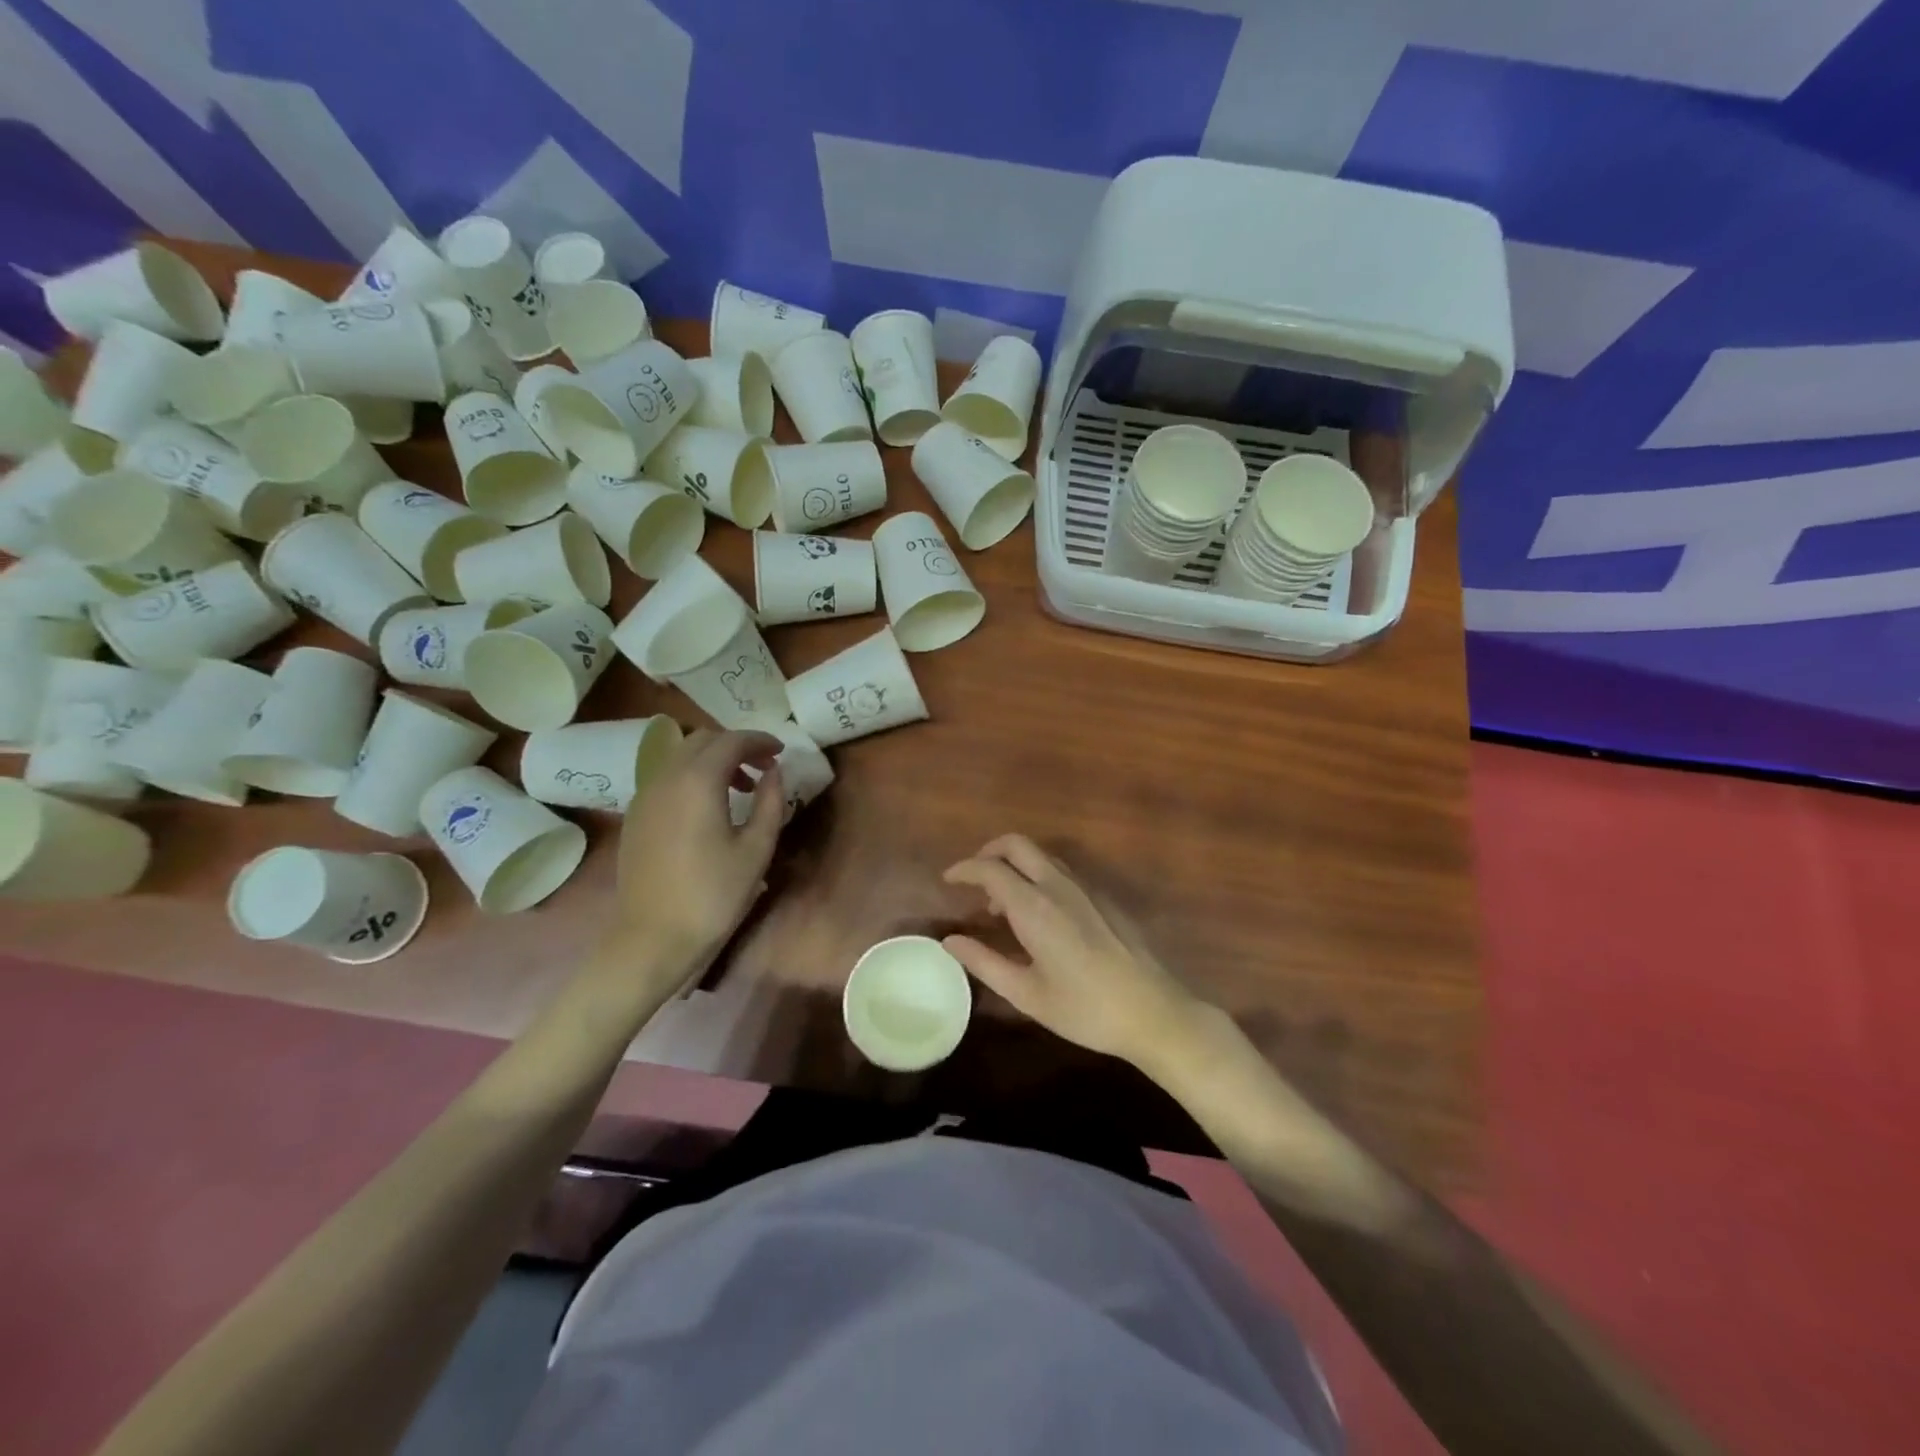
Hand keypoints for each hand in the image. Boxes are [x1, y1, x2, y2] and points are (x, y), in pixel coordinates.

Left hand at [605, 729, 783, 981]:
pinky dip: (691, 775)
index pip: (731, 741)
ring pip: (680, 755)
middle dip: (735, 745)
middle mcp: (666, 777)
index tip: (780, 751)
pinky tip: (708, 806)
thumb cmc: (714, 894)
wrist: (654, 937)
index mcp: (697, 781)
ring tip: (740, 788)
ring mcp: (645, 795)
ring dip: (713, 759)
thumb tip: (774, 772)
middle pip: (702, 740)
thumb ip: (770, 802)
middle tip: (763, 767)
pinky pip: (666, 776)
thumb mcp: (756, 849)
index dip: (759, 740)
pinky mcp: (635, 815)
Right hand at [942, 834, 1206, 1072]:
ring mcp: (1085, 887)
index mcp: (1034, 907)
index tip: (948, 880)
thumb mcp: (1026, 994)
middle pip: (1016, 844)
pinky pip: (1061, 870)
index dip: (964, 869)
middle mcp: (1058, 885)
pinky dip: (1038, 876)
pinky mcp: (1103, 896)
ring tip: (1002, 905)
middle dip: (989, 852)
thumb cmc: (1085, 1009)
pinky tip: (1039, 914)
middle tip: (973, 879)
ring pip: (1041, 855)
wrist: (1153, 1012)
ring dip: (1015, 865)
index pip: (990, 869)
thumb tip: (950, 940)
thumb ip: (984, 962)